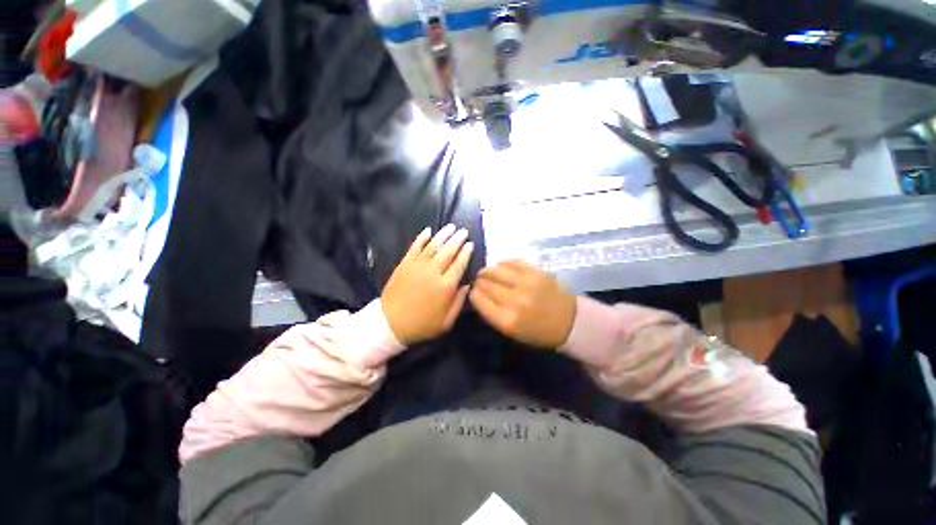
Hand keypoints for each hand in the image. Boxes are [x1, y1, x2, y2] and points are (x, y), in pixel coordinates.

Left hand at [382, 225, 473, 344]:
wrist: (390, 323)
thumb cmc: (422, 325)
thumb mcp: (446, 322)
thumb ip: (459, 302)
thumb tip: (468, 285)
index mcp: (445, 287)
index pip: (459, 264)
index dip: (466, 253)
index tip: (470, 244)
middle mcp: (433, 272)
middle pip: (448, 251)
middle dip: (457, 240)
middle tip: (463, 231)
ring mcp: (417, 266)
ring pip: (433, 246)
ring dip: (443, 235)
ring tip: (451, 227)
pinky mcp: (405, 264)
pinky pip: (415, 247)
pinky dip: (422, 238)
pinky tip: (428, 230)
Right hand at [470, 260, 576, 348]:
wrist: (570, 322)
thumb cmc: (538, 331)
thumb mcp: (512, 332)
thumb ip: (493, 314)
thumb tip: (479, 294)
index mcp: (507, 320)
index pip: (479, 300)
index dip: (474, 294)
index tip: (474, 291)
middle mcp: (515, 300)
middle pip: (486, 284)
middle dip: (479, 282)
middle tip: (479, 281)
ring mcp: (527, 283)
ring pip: (496, 270)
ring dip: (488, 270)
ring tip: (486, 272)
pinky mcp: (537, 272)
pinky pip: (513, 262)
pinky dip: (503, 263)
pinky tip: (500, 265)